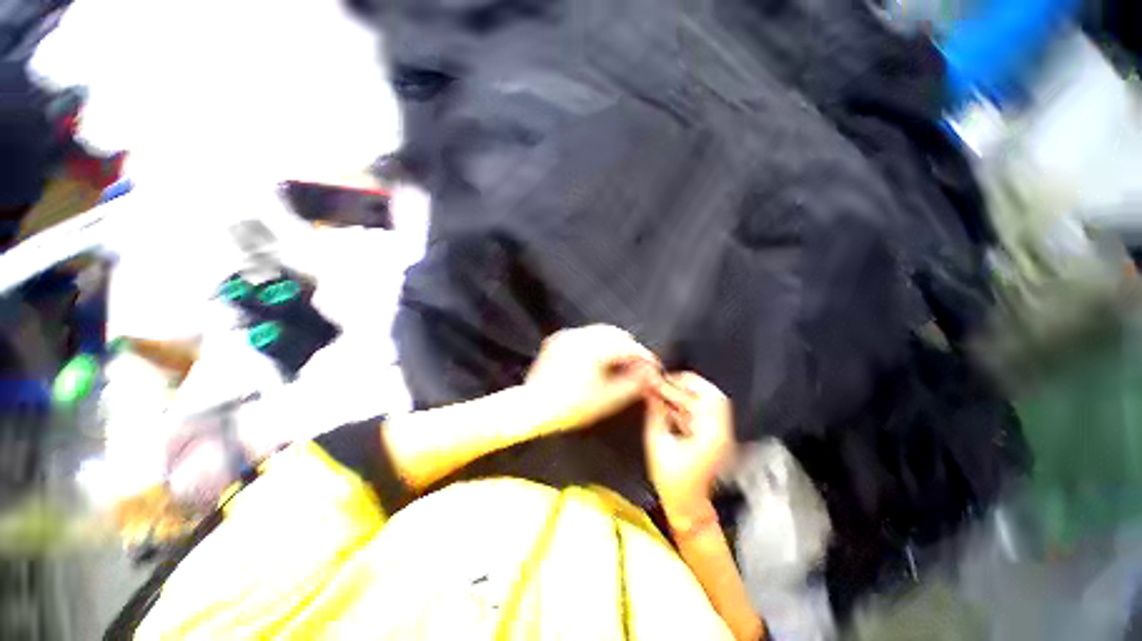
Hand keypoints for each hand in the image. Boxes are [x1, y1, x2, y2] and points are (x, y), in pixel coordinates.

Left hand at [525, 325, 658, 433]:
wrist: (533, 407)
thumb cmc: (571, 407)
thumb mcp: (608, 399)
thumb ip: (634, 384)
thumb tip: (649, 374)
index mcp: (595, 348)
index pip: (629, 347)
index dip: (645, 357)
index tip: (654, 366)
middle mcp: (581, 335)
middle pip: (616, 334)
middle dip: (630, 347)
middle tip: (637, 365)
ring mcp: (567, 335)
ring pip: (600, 332)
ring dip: (614, 344)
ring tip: (620, 363)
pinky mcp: (558, 340)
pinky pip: (584, 335)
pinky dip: (597, 343)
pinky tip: (598, 359)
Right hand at [643, 372, 734, 524]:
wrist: (686, 505)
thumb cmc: (672, 479)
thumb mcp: (657, 442)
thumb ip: (655, 413)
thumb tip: (650, 392)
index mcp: (710, 433)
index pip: (707, 396)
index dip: (686, 382)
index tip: (666, 378)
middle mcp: (720, 433)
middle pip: (712, 396)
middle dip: (689, 385)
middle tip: (668, 382)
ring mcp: (720, 436)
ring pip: (709, 404)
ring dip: (688, 394)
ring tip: (667, 392)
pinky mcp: (714, 439)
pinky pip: (705, 414)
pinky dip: (690, 405)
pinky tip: (673, 406)